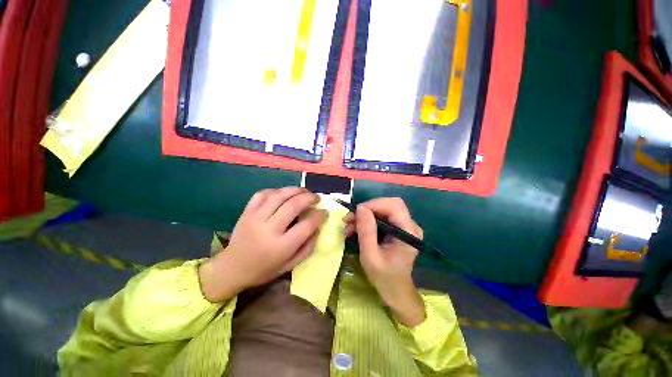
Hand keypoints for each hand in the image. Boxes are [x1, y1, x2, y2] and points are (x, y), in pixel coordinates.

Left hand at [199, 187, 326, 301]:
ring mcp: (255, 218)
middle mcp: (268, 229)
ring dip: (295, 190)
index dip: (319, 216)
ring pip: (279, 195)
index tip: (325, 212)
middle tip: (317, 198)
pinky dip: (276, 190)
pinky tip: (283, 193)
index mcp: (281, 246)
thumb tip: (318, 228)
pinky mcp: (246, 212)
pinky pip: (262, 194)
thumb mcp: (289, 265)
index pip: (306, 225)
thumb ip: (307, 247)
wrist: (231, 269)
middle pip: (294, 205)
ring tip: (304, 191)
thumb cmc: (263, 270)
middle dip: (310, 198)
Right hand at [343, 198, 425, 326]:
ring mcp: (405, 226)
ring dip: (363, 216)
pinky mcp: (398, 228)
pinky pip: (381, 217)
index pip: (393, 206)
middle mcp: (410, 225)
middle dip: (366, 209)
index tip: (354, 214)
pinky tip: (355, 229)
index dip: (373, 205)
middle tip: (349, 219)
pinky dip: (367, 221)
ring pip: (382, 209)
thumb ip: (366, 231)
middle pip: (388, 204)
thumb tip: (360, 208)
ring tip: (348, 228)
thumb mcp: (370, 256)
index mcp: (408, 232)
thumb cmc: (384, 278)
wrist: (395, 291)